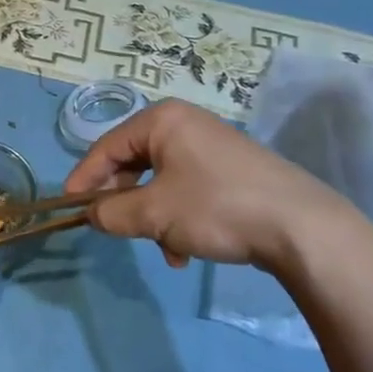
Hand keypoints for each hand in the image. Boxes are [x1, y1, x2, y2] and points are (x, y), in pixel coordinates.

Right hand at [63, 98, 351, 271]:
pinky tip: (187, 251)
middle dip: (125, 201)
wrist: (303, 228)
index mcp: (162, 120)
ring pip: (161, 181)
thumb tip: (92, 215)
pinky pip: (188, 189)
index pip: (107, 146)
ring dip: (153, 216)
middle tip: (115, 228)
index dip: (85, 177)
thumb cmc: (217, 207)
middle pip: (134, 162)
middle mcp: (185, 124)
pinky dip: (179, 217)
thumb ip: (113, 213)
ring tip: (163, 249)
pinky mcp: (232, 170)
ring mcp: (211, 146)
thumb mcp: (156, 214)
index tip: (69, 207)